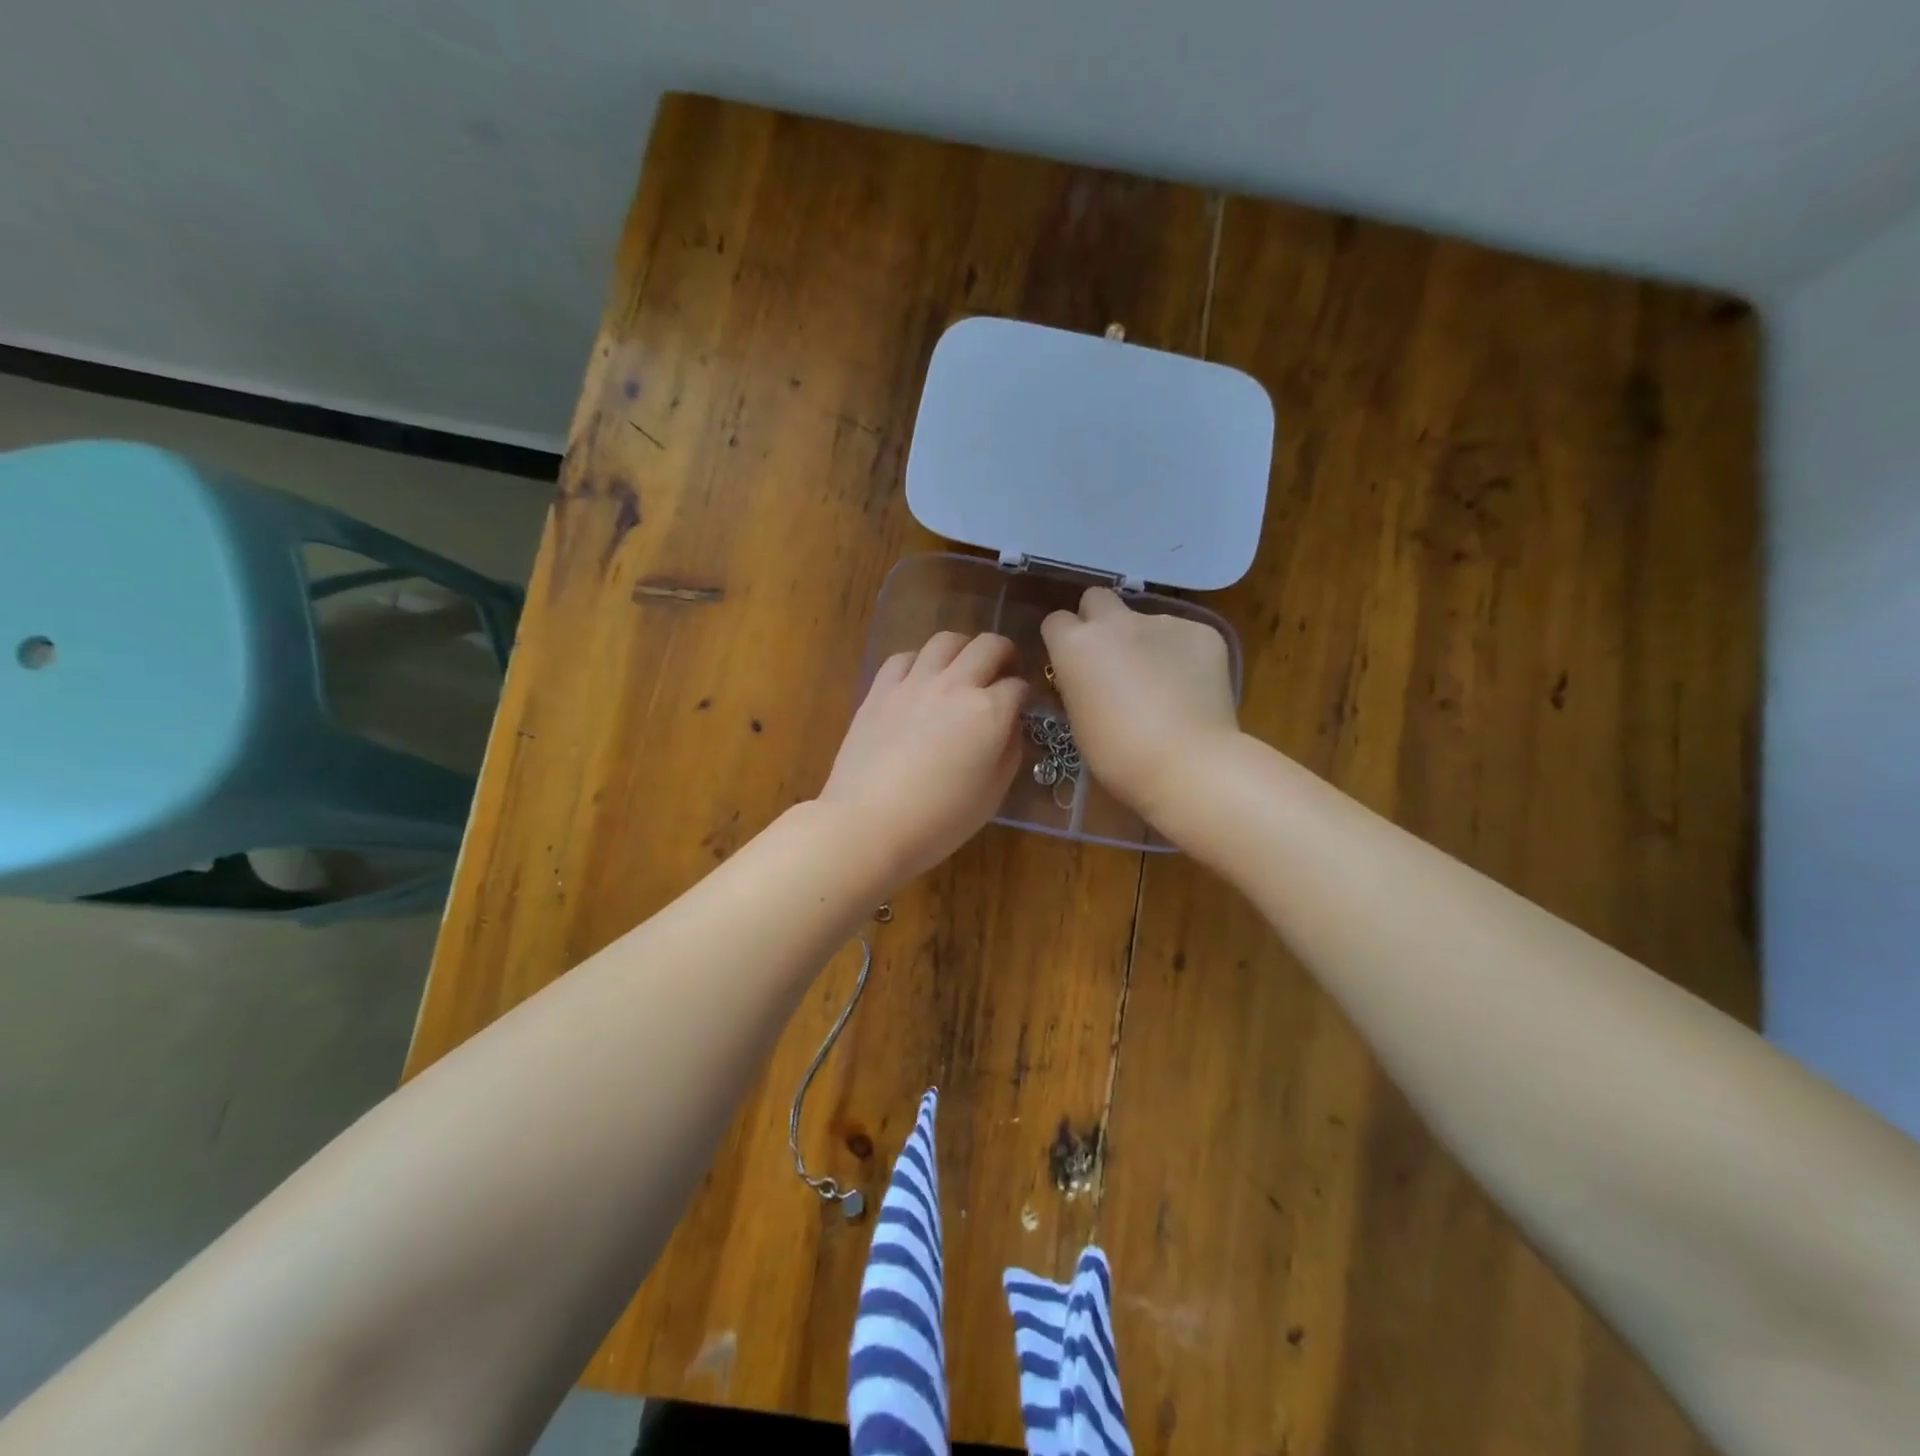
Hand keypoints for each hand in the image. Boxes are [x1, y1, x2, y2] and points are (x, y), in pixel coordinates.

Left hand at [819, 632, 1028, 882]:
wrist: (867, 825)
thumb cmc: (939, 820)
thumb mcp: (993, 794)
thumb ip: (1010, 752)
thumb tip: (1011, 726)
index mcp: (990, 712)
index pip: (1019, 686)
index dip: (1025, 696)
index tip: (1022, 708)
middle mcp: (955, 686)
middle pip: (989, 645)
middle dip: (1004, 655)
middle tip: (1002, 673)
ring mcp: (913, 683)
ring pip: (945, 640)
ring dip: (962, 649)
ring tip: (962, 669)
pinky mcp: (879, 690)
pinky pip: (904, 657)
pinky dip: (919, 661)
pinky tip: (920, 680)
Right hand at [1040, 588, 1238, 823]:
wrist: (1188, 764)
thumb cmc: (1118, 756)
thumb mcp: (1078, 721)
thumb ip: (1077, 685)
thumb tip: (1086, 677)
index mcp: (1075, 645)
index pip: (1056, 621)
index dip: (1063, 641)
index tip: (1072, 663)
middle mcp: (1116, 622)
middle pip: (1097, 599)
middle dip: (1099, 621)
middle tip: (1112, 657)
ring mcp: (1163, 622)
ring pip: (1146, 620)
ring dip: (1146, 642)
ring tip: (1163, 683)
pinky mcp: (1204, 632)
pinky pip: (1184, 635)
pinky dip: (1183, 655)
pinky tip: (1191, 688)